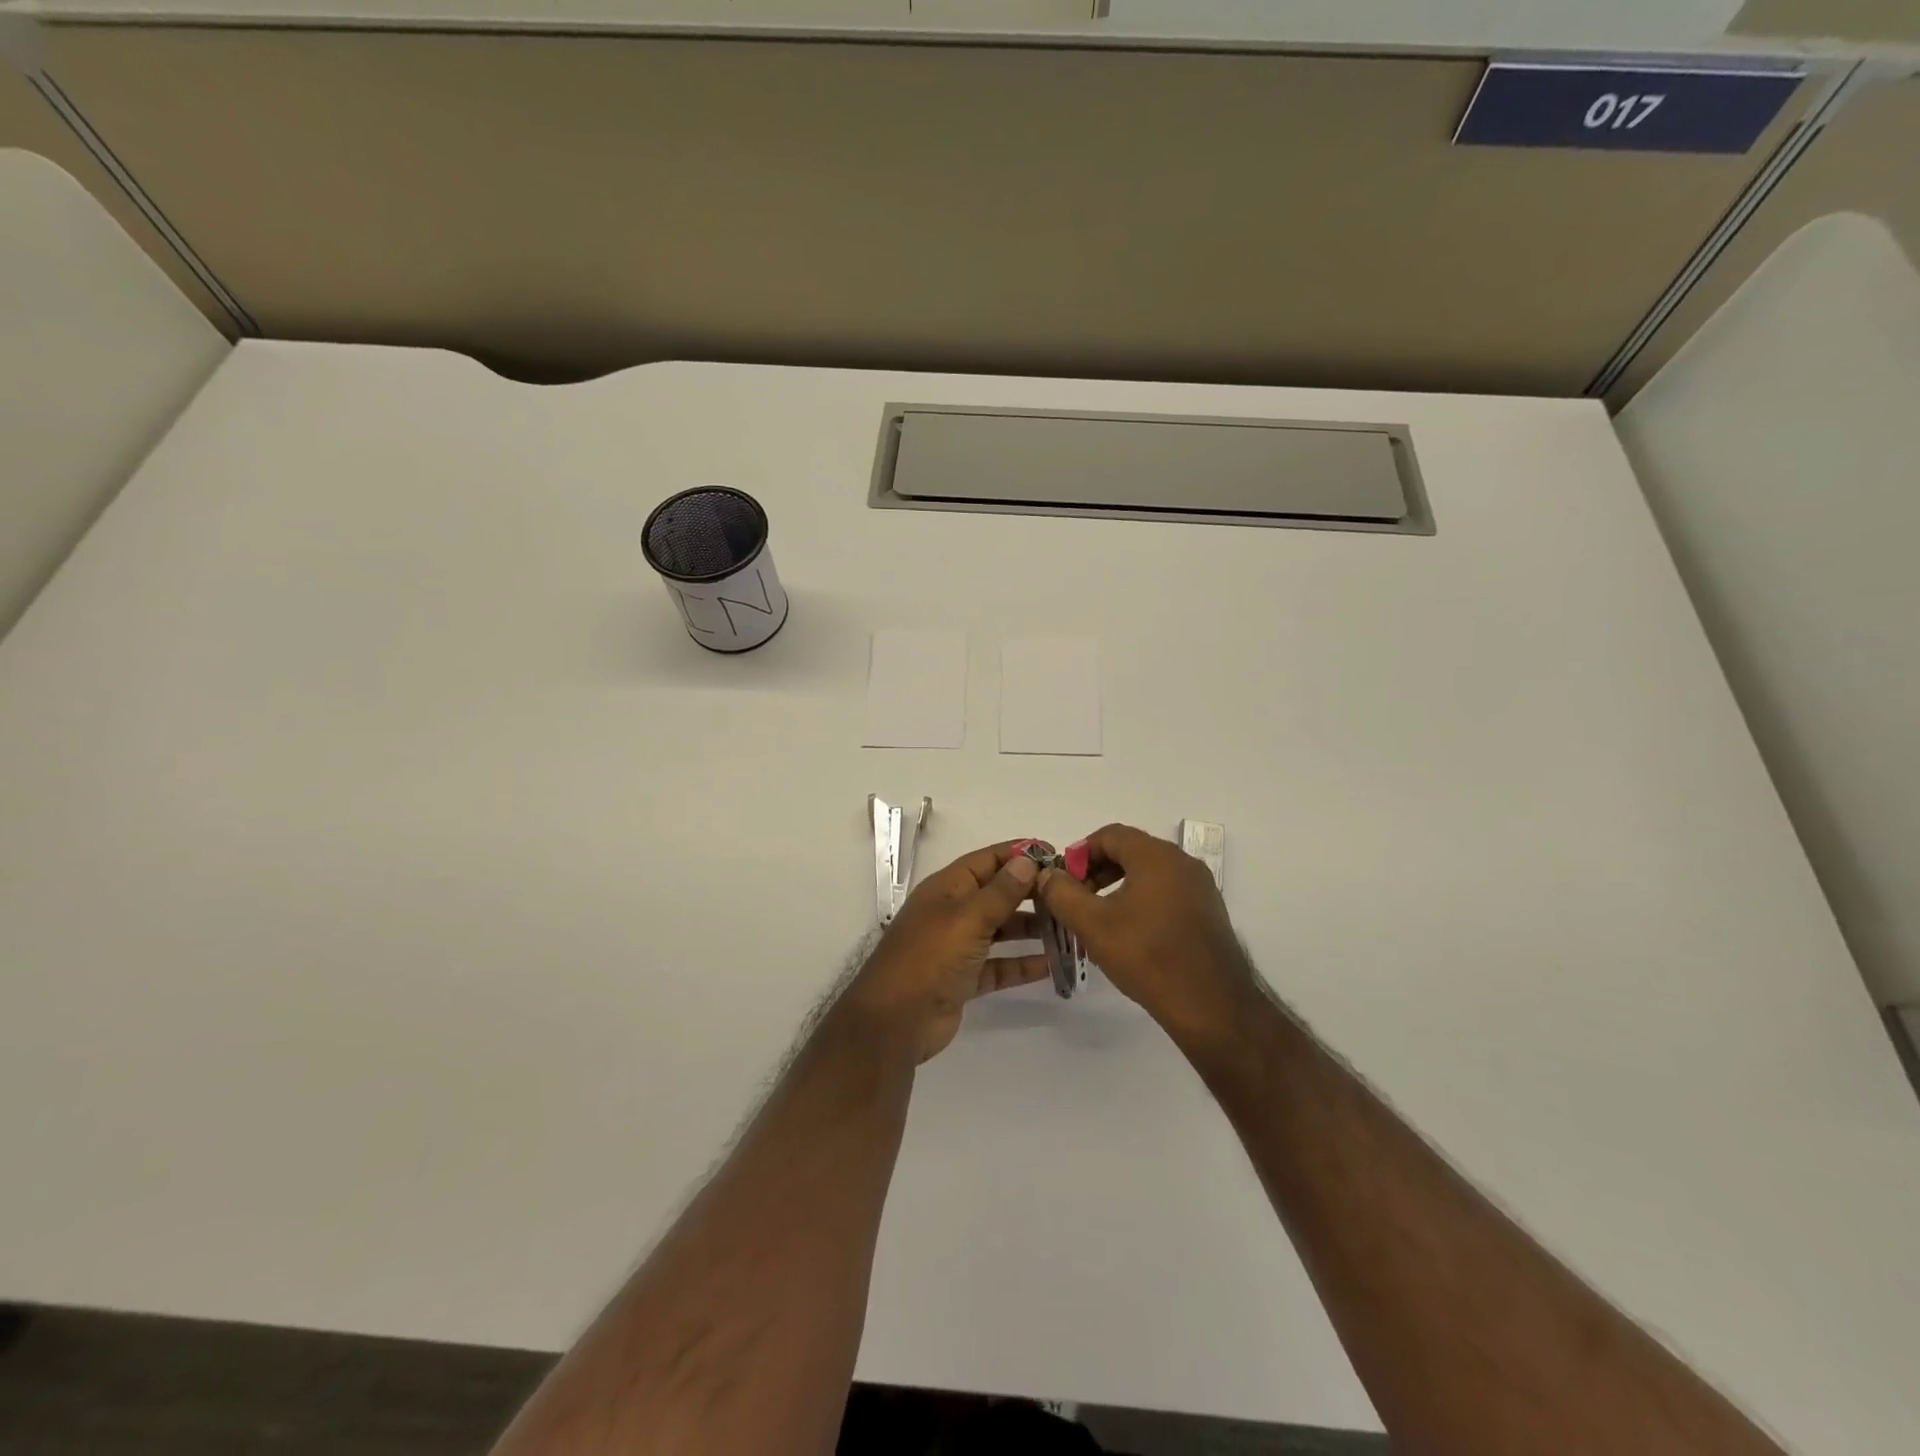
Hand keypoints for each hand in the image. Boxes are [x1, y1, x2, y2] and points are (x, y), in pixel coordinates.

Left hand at [846, 843, 1049, 1061]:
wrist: (896, 1021)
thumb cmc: (930, 957)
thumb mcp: (968, 918)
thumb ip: (1001, 891)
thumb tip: (1027, 861)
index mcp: (947, 888)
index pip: (987, 861)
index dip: (1019, 855)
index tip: (1057, 856)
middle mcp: (953, 912)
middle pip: (997, 894)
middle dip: (1030, 893)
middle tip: (1070, 896)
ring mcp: (957, 947)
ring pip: (1001, 930)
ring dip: (1031, 929)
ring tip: (1068, 928)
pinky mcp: (964, 979)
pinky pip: (999, 965)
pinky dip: (1022, 964)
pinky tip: (1052, 965)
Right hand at [1035, 823, 1259, 1046]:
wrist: (1212, 1006)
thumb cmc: (1148, 957)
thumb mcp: (1093, 925)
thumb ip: (1063, 893)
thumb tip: (1048, 875)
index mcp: (1157, 856)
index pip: (1110, 835)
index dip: (1080, 853)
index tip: (1063, 882)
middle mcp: (1182, 862)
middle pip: (1130, 851)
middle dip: (1097, 871)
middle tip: (1076, 900)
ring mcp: (1200, 888)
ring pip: (1148, 873)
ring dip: (1118, 887)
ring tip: (1099, 919)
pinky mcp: (1208, 912)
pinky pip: (1166, 892)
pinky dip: (1142, 901)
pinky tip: (1130, 934)